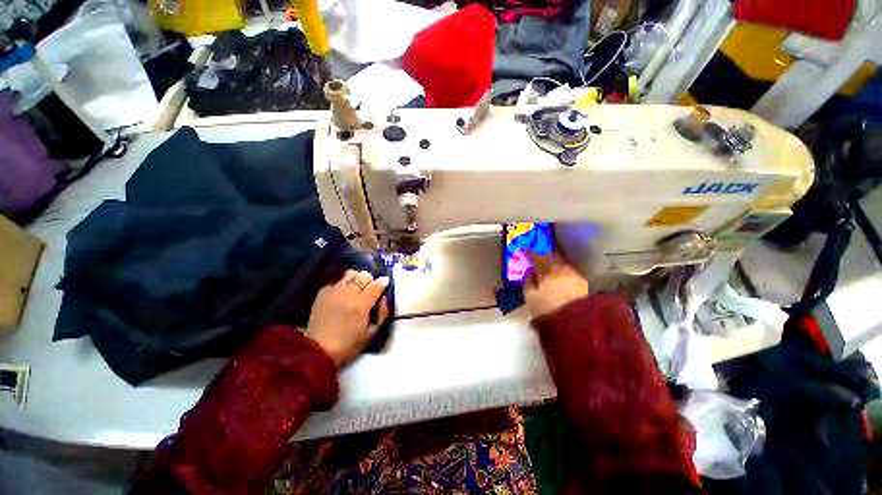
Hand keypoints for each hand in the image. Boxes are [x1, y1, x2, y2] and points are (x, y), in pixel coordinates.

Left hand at [305, 270, 389, 366]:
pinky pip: (337, 281)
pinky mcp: (323, 292)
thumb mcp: (371, 333)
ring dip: (357, 278)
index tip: (385, 284)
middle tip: (371, 288)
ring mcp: (334, 291)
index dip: (383, 282)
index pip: (376, 284)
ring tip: (357, 287)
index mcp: (361, 304)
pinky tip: (343, 293)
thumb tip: (384, 298)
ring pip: (350, 273)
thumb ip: (383, 314)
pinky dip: (343, 283)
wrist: (317, 350)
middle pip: (364, 275)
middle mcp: (348, 293)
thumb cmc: (348, 344)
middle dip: (370, 280)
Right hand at [524, 252, 588, 317]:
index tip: (524, 249)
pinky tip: (559, 275)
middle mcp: (562, 269)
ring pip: (561, 263)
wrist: (575, 323)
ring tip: (547, 265)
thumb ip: (528, 282)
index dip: (529, 253)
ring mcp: (574, 275)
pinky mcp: (582, 283)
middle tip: (537, 255)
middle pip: (551, 257)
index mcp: (547, 271)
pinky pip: (568, 271)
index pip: (536, 258)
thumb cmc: (547, 309)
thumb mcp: (530, 297)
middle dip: (543, 255)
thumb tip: (530, 272)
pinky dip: (561, 270)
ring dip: (553, 263)